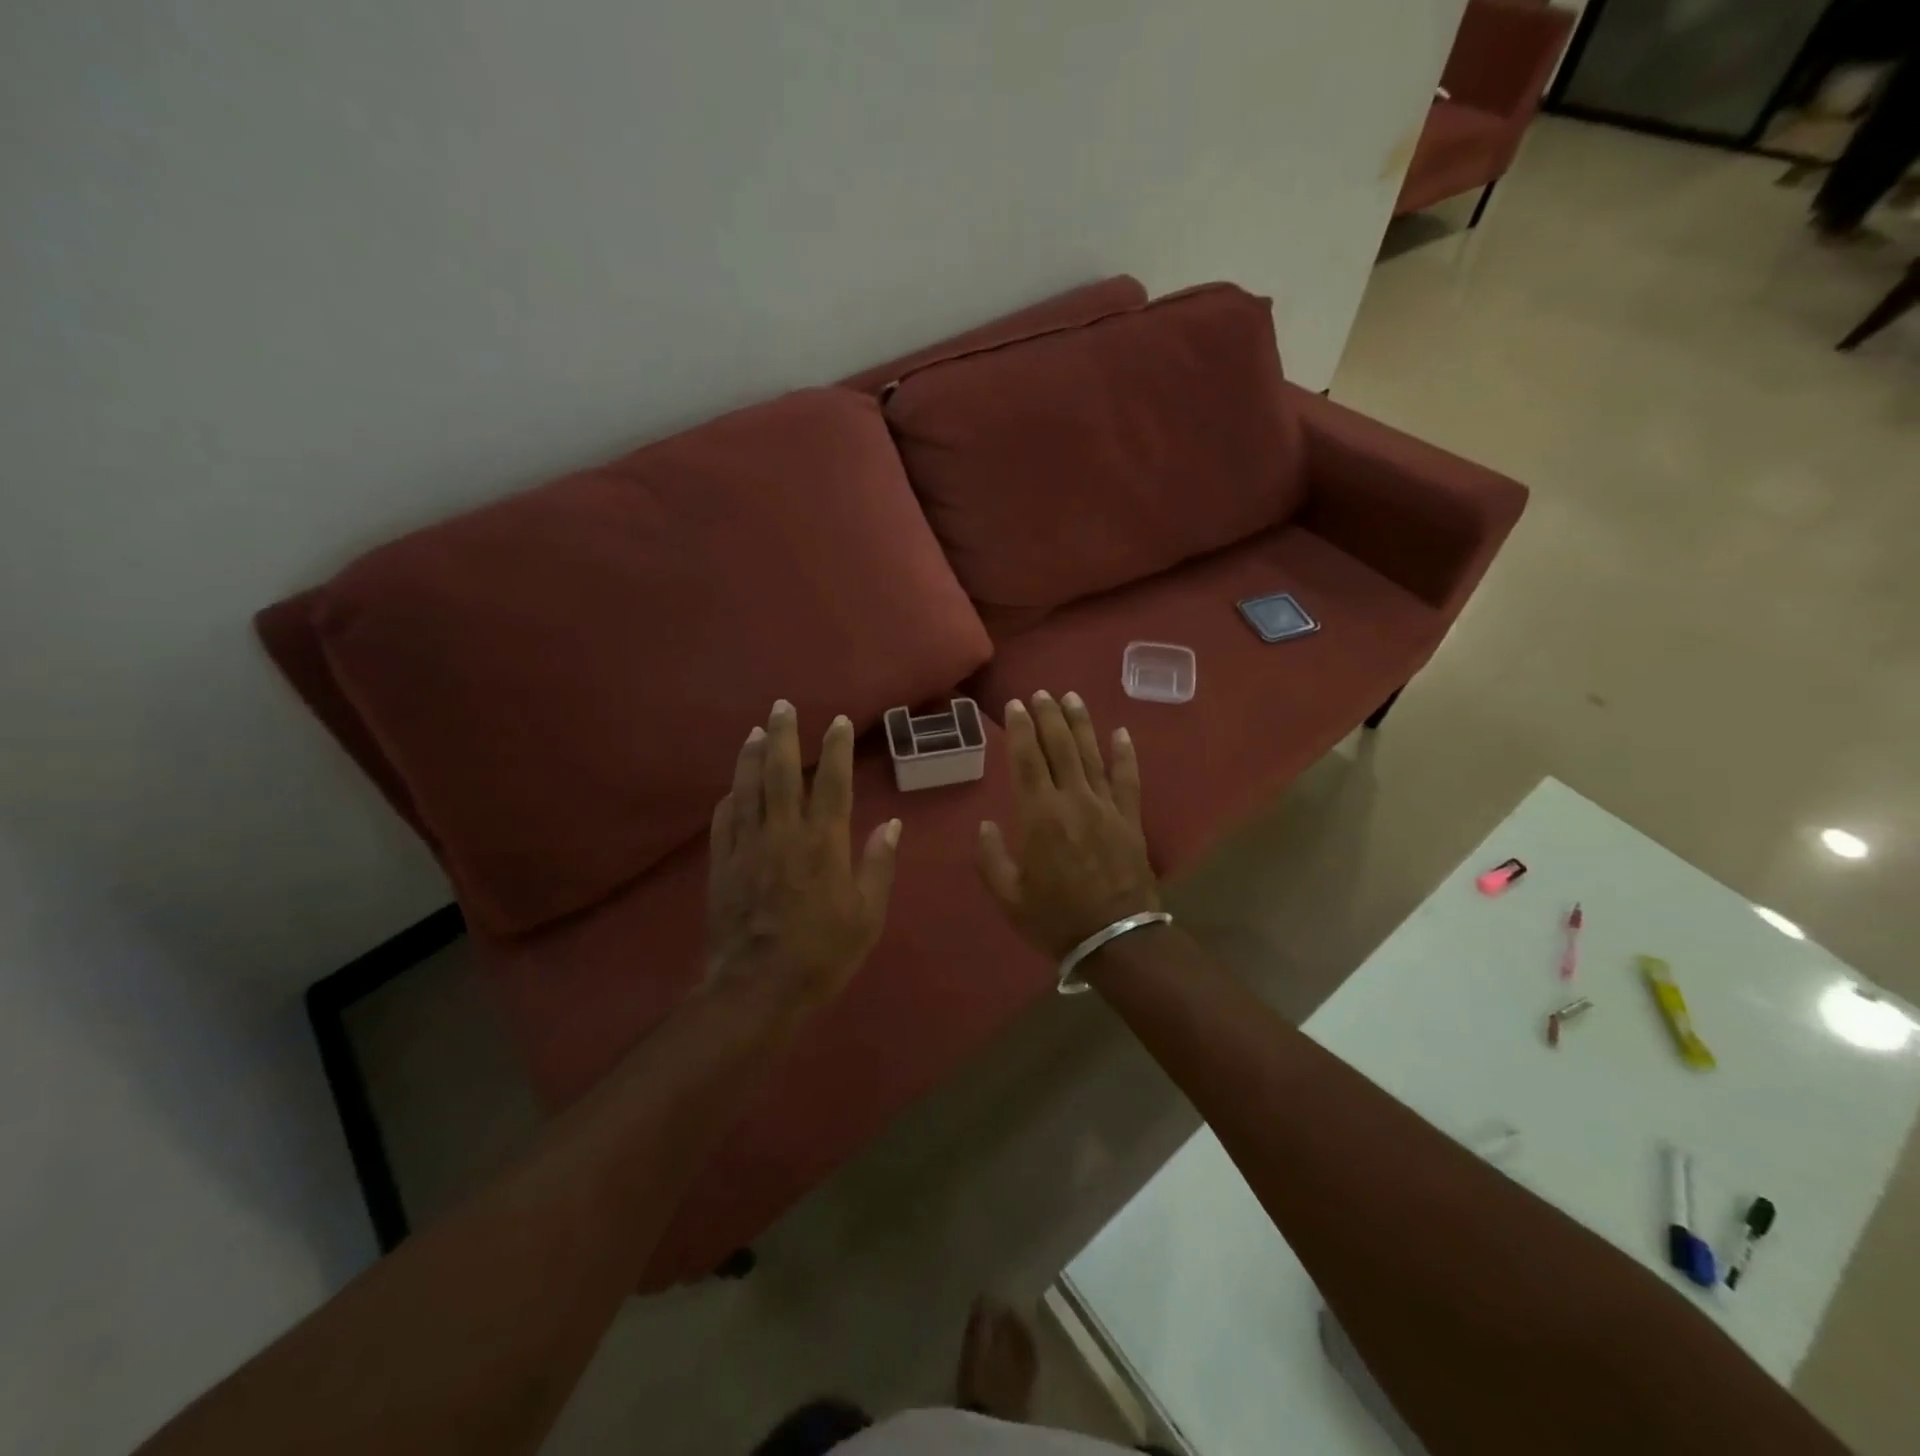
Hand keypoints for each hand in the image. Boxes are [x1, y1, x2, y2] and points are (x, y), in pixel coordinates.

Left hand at [707, 700, 900, 1006]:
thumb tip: (892, 824)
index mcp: (823, 844)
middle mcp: (783, 834)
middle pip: (780, 774)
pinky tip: (732, 788)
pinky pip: (724, 822)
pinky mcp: (722, 866)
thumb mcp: (867, 915)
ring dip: (750, 757)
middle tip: (781, 706)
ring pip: (747, 790)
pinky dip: (729, 799)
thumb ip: (878, 865)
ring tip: (754, 732)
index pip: (832, 783)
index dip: (836, 749)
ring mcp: (747, 848)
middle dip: (782, 736)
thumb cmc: (823, 953)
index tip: (839, 721)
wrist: (758, 988)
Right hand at [977, 692, 1160, 959]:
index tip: (1015, 706)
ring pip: (1092, 755)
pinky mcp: (1130, 819)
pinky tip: (1121, 732)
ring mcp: (1106, 807)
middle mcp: (1073, 801)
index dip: (1020, 730)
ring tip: (1072, 697)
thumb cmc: (1056, 919)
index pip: (1027, 761)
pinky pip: (1128, 779)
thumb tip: (986, 825)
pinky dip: (1125, 755)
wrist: (1116, 939)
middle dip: (1049, 716)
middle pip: (1060, 748)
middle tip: (1041, 693)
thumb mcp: (1009, 897)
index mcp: (1040, 817)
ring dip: (1081, 724)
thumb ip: (992, 858)